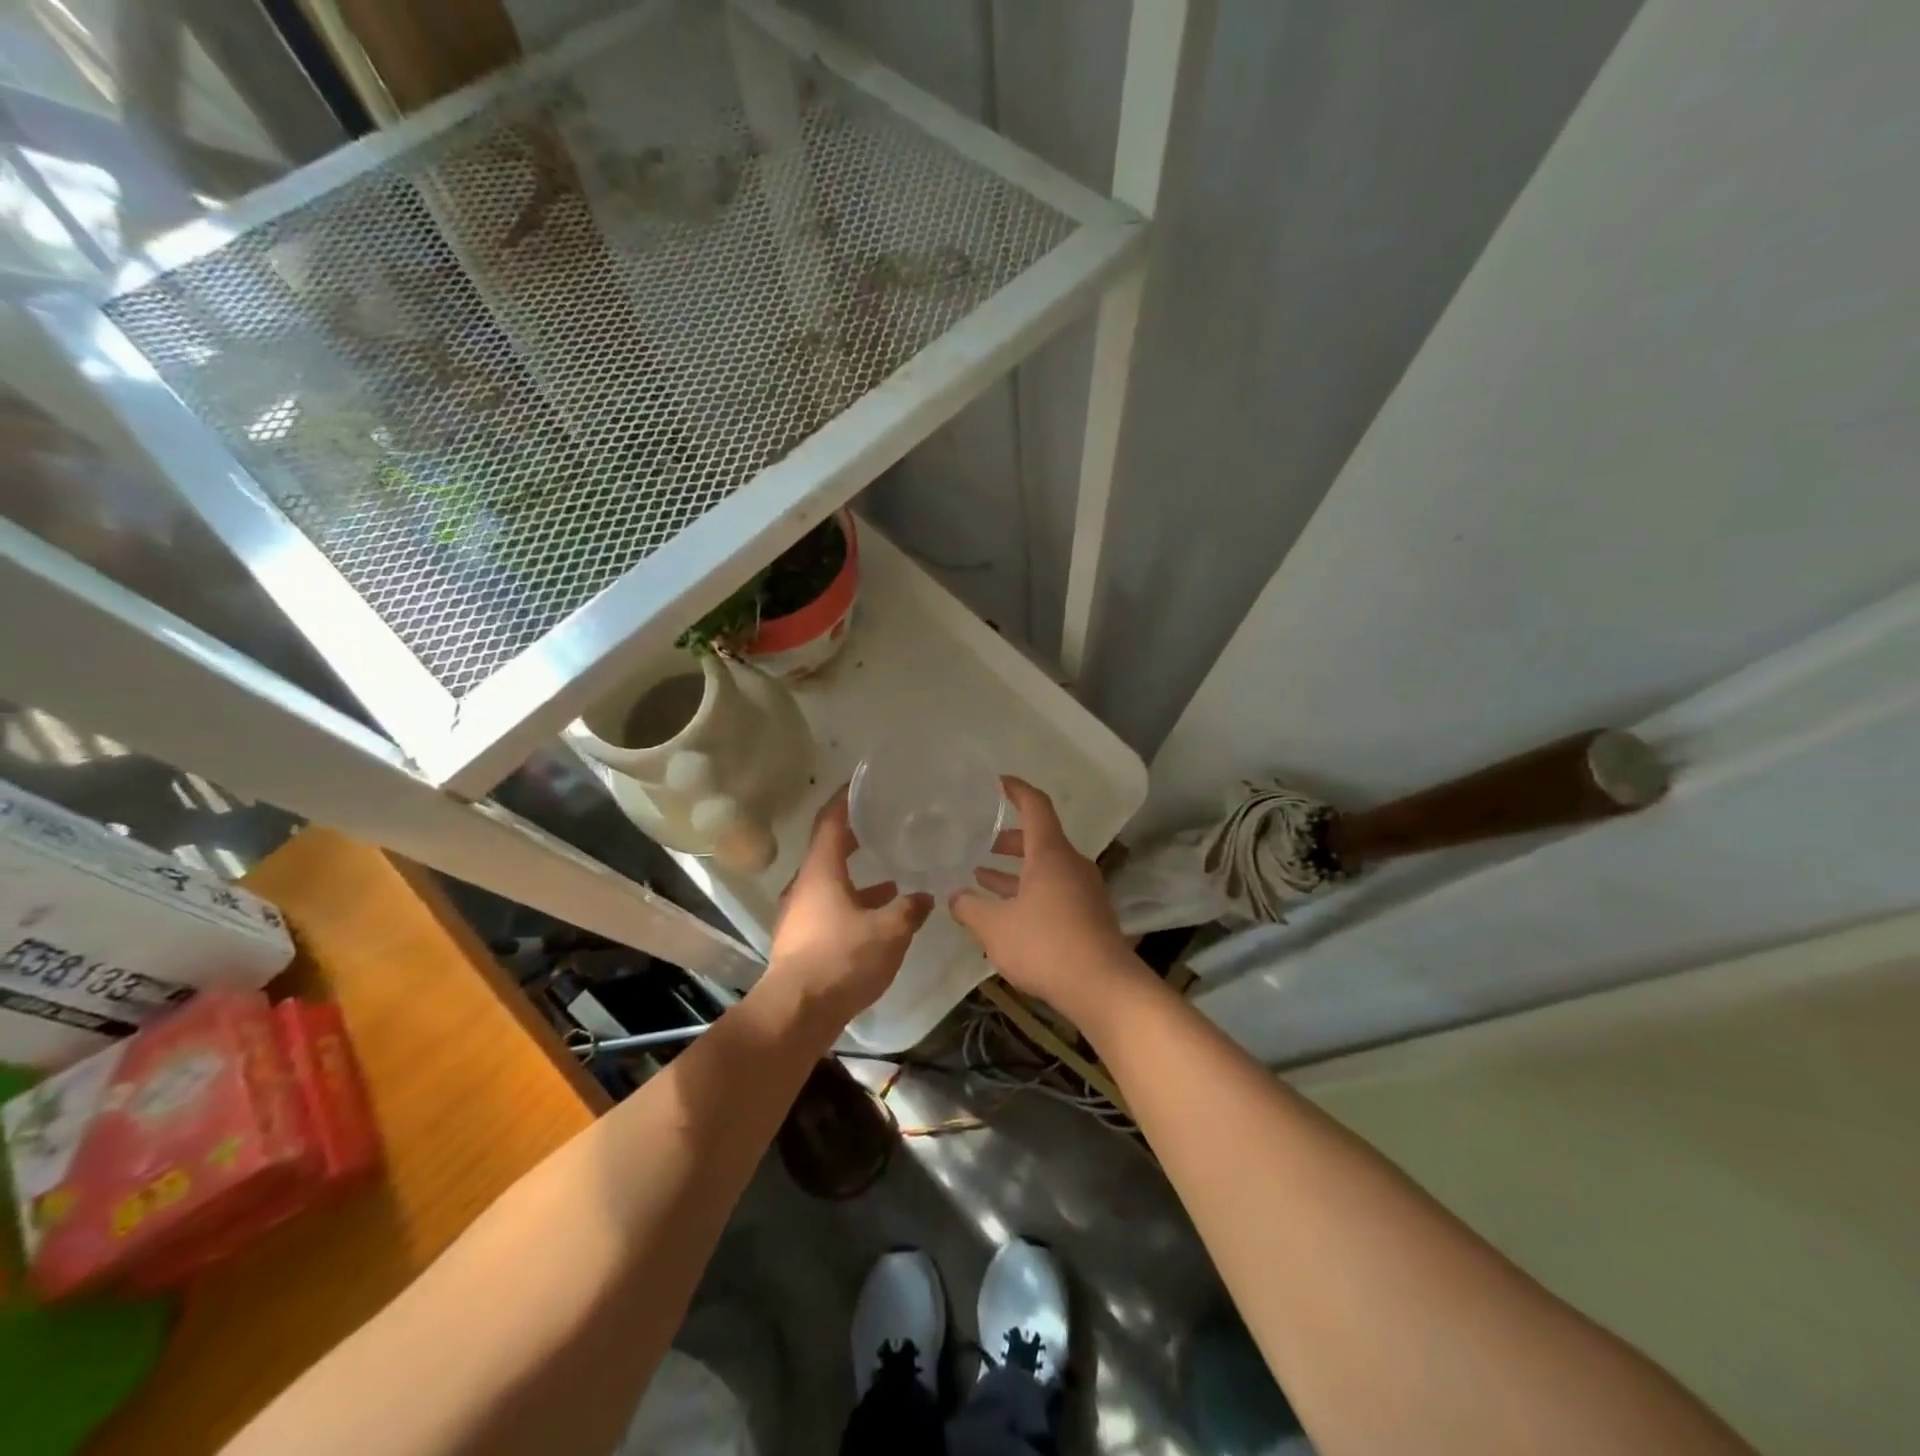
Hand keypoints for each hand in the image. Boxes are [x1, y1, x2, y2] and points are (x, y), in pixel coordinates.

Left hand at [763, 789, 932, 1026]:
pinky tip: (878, 916)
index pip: (830, 821)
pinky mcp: (802, 938)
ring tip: (891, 875)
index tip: (863, 783)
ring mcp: (799, 913)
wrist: (796, 1012)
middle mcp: (805, 886)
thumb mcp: (888, 932)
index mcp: (820, 872)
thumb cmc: (841, 960)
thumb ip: (909, 910)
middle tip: (882, 823)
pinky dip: (854, 902)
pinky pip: (830, 906)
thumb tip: (925, 896)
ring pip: (830, 882)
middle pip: (828, 849)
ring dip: (857, 875)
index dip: (845, 798)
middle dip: (855, 835)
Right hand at [949, 777, 1142, 1018]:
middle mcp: (1071, 864)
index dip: (1016, 789)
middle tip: (980, 842)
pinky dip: (1028, 890)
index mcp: (1050, 854)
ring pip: (1045, 867)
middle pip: (1039, 838)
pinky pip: (1053, 889)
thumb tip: (954, 897)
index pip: (1035, 806)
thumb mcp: (996, 928)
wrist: (1104, 988)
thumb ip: (970, 909)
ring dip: (1015, 869)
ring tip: (981, 877)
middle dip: (1007, 839)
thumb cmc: (1046, 946)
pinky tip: (1007, 911)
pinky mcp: (1088, 914)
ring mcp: (1083, 890)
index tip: (997, 782)